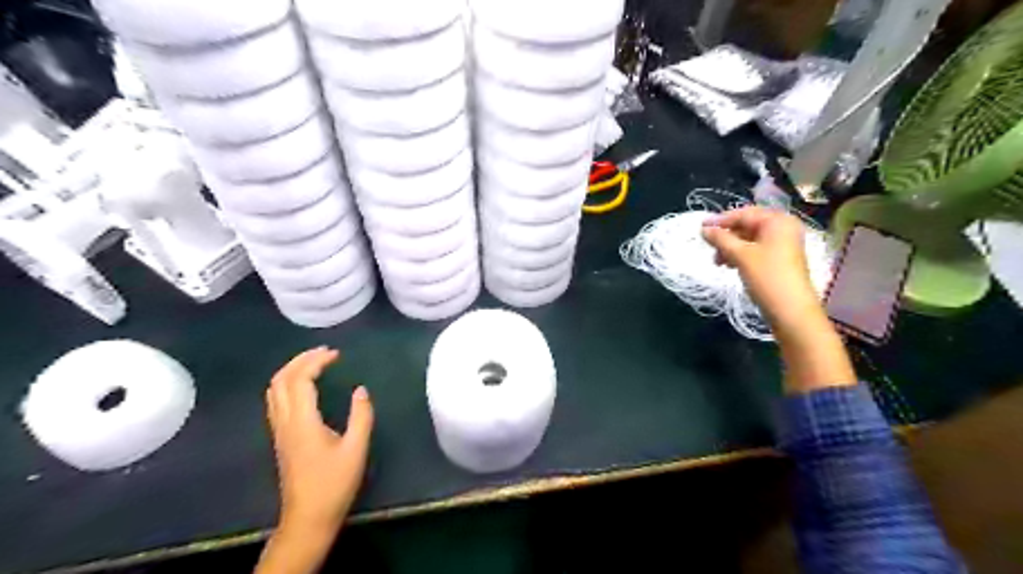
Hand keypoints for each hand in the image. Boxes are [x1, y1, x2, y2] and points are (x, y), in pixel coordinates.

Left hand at [265, 344, 375, 537]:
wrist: (308, 517)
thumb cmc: (334, 483)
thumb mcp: (356, 449)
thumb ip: (361, 416)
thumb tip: (361, 390)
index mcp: (303, 422)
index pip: (301, 380)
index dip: (316, 361)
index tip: (337, 354)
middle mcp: (285, 422)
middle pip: (281, 380)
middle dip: (300, 360)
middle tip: (324, 351)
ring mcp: (279, 430)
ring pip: (274, 390)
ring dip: (292, 370)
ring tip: (314, 362)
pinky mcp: (281, 438)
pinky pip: (276, 400)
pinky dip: (288, 383)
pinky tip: (305, 386)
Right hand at [703, 209, 855, 392]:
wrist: (791, 310)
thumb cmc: (766, 276)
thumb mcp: (740, 255)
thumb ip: (721, 239)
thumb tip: (704, 229)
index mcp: (777, 221)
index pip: (744, 214)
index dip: (721, 220)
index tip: (700, 228)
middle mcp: (783, 228)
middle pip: (748, 225)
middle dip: (726, 236)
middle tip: (709, 247)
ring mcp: (783, 244)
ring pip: (750, 239)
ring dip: (731, 247)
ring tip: (718, 261)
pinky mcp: (780, 259)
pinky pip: (756, 250)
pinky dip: (740, 255)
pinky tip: (729, 265)